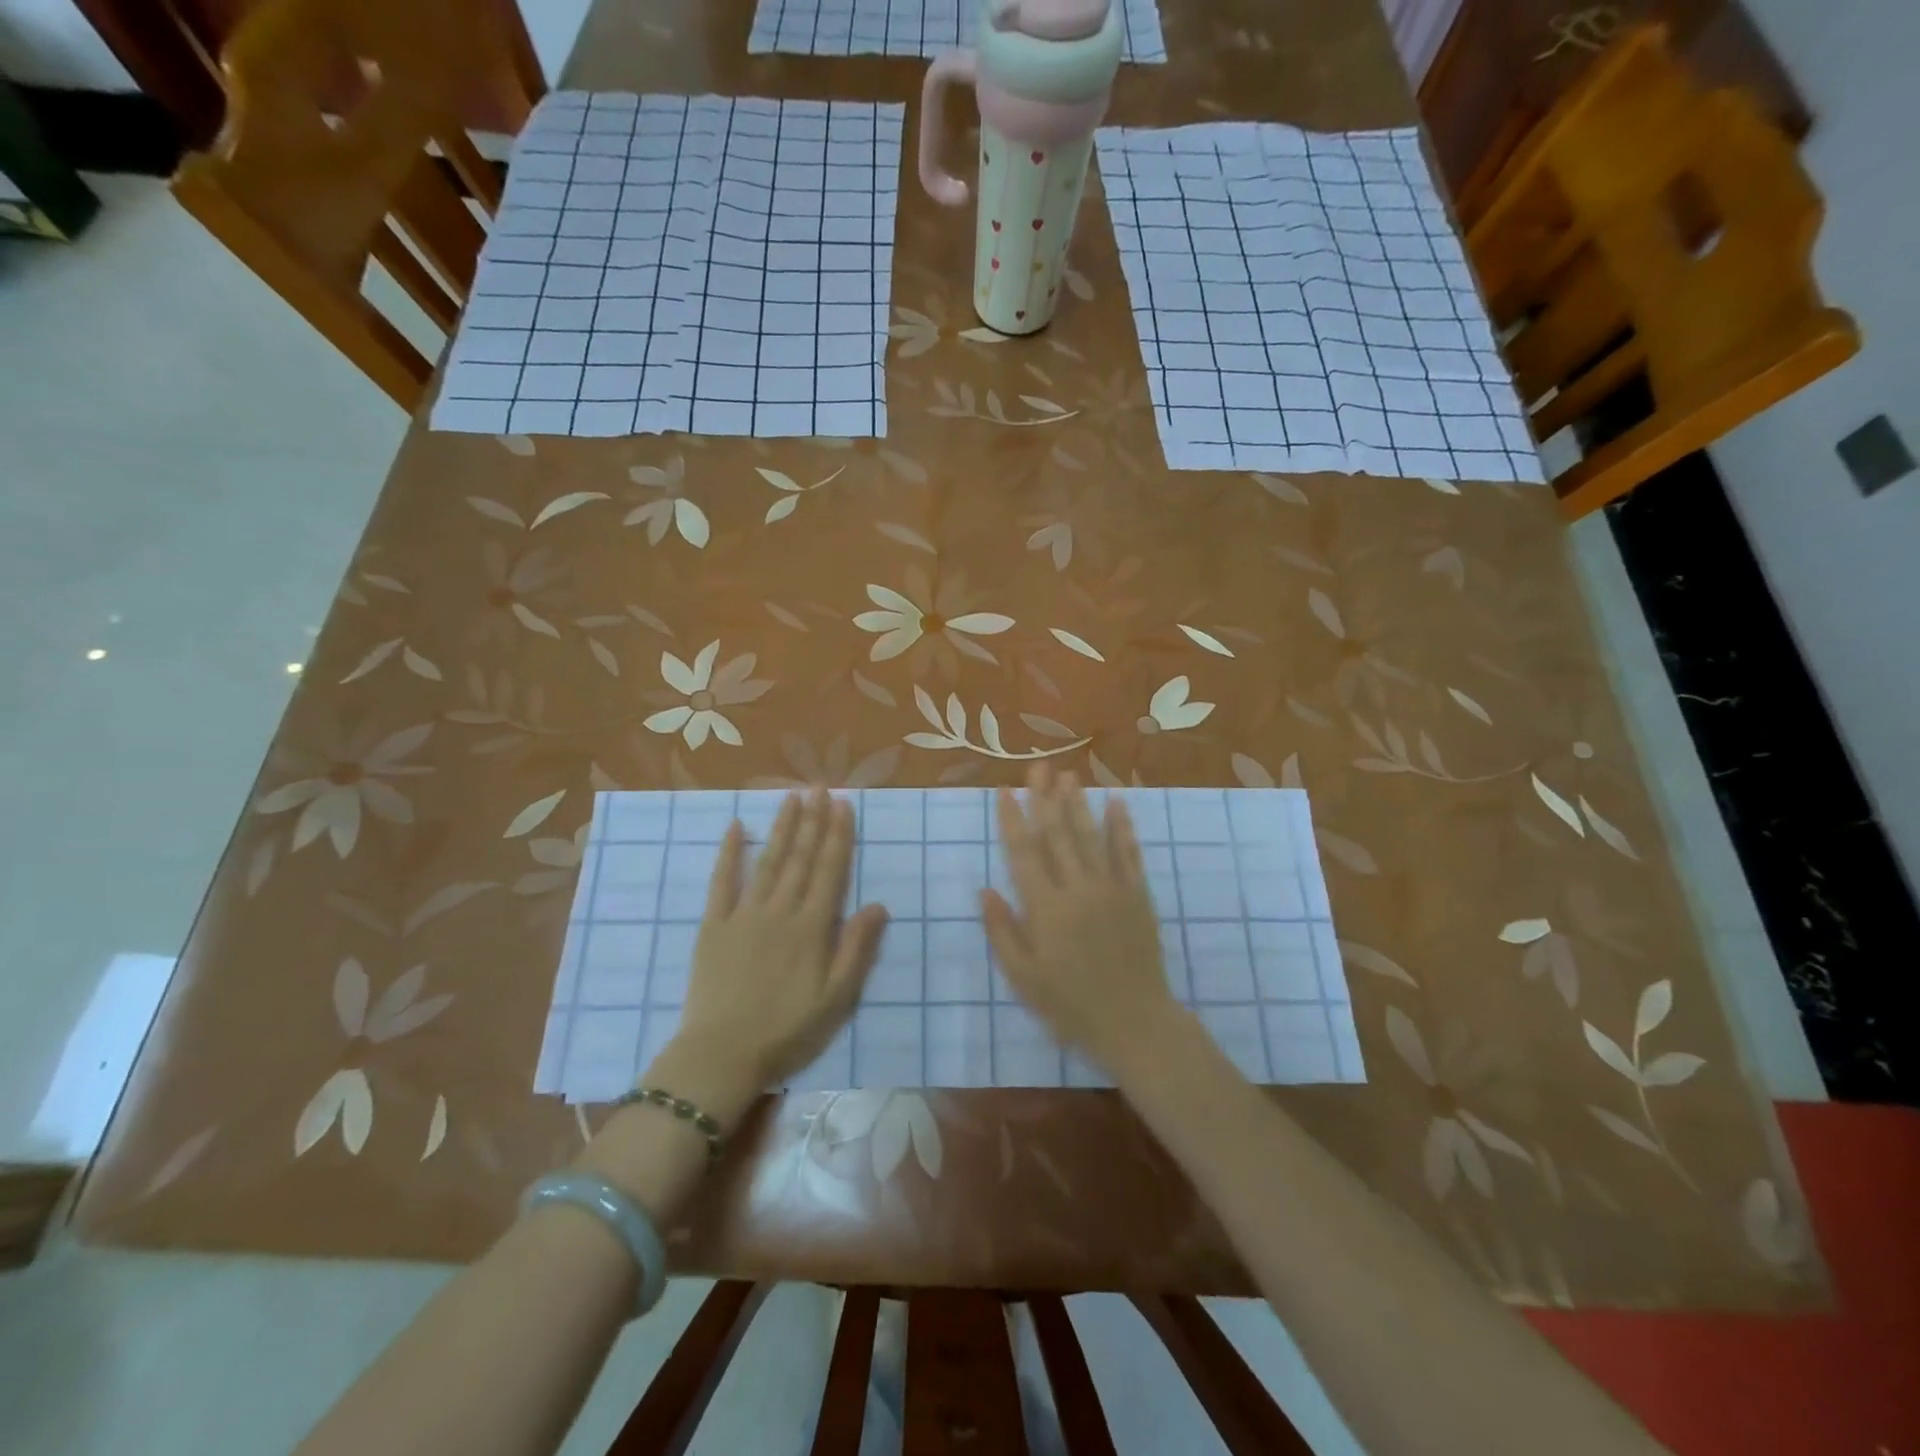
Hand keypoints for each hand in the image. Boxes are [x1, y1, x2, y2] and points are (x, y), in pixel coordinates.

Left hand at [673, 788, 888, 1090]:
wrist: (722, 1055)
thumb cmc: (787, 1031)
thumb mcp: (837, 999)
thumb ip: (857, 949)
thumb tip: (879, 904)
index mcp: (812, 928)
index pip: (830, 870)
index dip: (839, 835)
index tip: (844, 804)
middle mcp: (780, 911)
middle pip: (801, 858)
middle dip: (813, 820)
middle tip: (820, 786)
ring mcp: (744, 915)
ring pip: (768, 861)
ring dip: (782, 827)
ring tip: (792, 796)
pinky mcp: (714, 926)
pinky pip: (722, 882)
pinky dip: (729, 853)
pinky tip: (737, 827)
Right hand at [981, 763, 1182, 1071]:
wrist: (1133, 1021)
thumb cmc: (1070, 1004)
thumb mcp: (1023, 977)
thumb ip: (1002, 931)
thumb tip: (985, 890)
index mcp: (1045, 908)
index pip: (1024, 853)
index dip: (1012, 819)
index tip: (1004, 791)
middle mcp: (1077, 888)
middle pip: (1057, 834)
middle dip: (1044, 798)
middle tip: (1037, 768)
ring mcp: (1111, 888)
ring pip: (1090, 836)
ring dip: (1077, 803)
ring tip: (1067, 775)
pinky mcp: (1138, 894)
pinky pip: (1129, 853)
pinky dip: (1122, 826)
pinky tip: (1116, 802)